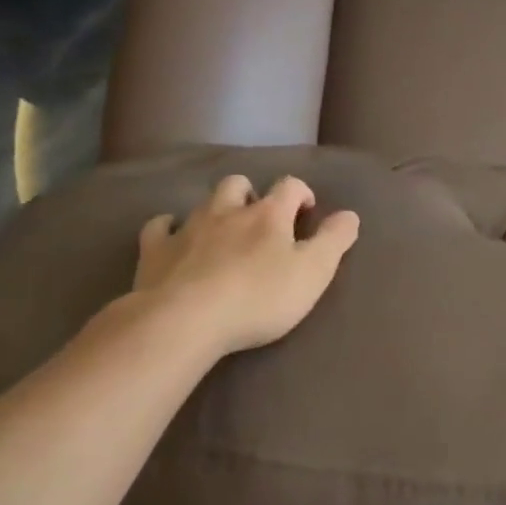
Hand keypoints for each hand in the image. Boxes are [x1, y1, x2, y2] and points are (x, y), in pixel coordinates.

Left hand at [123, 174, 359, 358]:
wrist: (185, 320)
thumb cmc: (259, 298)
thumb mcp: (313, 273)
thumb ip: (334, 241)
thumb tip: (350, 214)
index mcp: (269, 214)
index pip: (289, 186)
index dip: (301, 193)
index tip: (307, 212)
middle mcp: (228, 211)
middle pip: (239, 184)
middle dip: (252, 193)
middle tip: (260, 218)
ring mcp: (188, 228)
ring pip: (204, 202)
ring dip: (216, 209)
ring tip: (222, 230)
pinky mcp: (155, 251)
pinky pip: (159, 226)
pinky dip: (169, 227)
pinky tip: (173, 238)